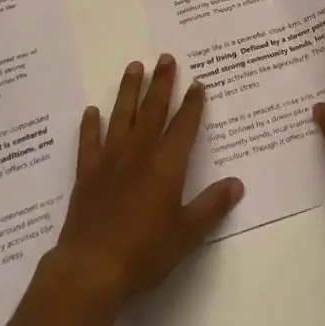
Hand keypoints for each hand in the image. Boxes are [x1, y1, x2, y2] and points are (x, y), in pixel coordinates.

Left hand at [51, 55, 244, 306]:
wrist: (92, 268)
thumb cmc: (145, 252)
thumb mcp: (187, 234)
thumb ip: (212, 206)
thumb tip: (237, 183)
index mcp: (167, 165)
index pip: (183, 125)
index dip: (192, 103)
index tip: (197, 82)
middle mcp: (139, 153)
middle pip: (153, 110)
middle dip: (161, 83)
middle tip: (165, 57)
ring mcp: (110, 160)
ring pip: (122, 116)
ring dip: (129, 90)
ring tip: (134, 66)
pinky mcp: (87, 173)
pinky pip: (89, 142)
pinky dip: (90, 125)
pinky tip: (92, 111)